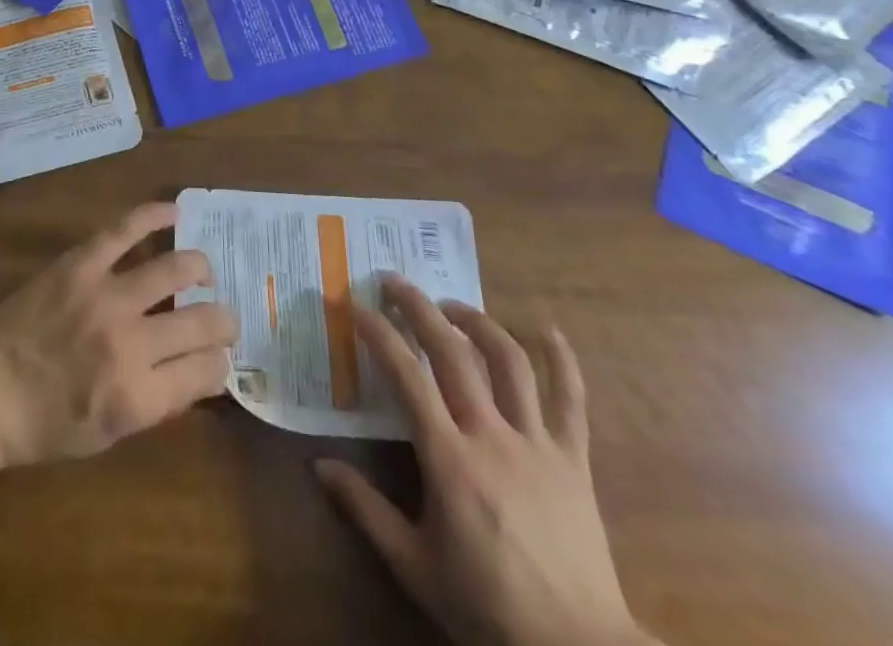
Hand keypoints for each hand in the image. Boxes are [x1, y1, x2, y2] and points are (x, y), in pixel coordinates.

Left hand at [0, 201, 236, 467]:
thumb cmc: (44, 426)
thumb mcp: (109, 436)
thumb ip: (156, 401)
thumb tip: (196, 370)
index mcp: (138, 397)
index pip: (208, 371)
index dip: (220, 365)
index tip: (215, 359)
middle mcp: (130, 343)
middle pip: (204, 322)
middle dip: (224, 322)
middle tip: (221, 319)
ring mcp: (105, 296)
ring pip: (176, 269)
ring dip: (200, 269)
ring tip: (202, 273)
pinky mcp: (81, 263)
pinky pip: (125, 230)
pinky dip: (154, 215)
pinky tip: (174, 211)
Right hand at [314, 279, 651, 645]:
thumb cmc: (487, 609)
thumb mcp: (414, 566)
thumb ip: (365, 510)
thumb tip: (319, 466)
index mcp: (449, 460)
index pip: (407, 377)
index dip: (380, 335)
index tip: (357, 308)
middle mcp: (492, 437)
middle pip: (454, 353)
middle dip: (420, 309)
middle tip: (394, 282)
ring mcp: (537, 444)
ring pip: (509, 362)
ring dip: (477, 322)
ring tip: (452, 306)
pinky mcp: (573, 460)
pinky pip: (571, 400)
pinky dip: (561, 360)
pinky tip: (546, 330)